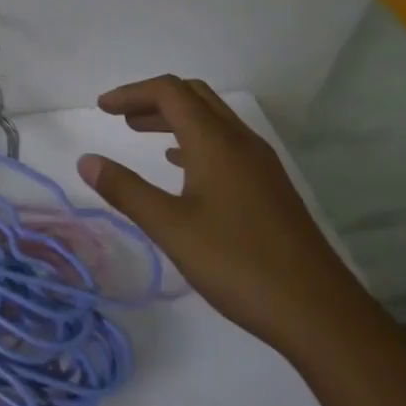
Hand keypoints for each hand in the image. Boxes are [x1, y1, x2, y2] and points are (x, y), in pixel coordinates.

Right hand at [78, 76, 374, 358]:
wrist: (319, 312)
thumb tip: (86, 161)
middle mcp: (241, 143)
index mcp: (216, 143)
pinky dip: (195, 141)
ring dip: (174, 118)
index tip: (102, 108)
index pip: (170, 92)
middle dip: (153, 99)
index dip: (132, 93)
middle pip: (194, 96)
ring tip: (141, 134)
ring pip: (213, 120)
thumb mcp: (170, 227)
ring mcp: (261, 165)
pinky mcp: (270, 188)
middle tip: (120, 117)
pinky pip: (226, 144)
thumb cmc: (238, 264)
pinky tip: (181, 168)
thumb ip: (125, 190)